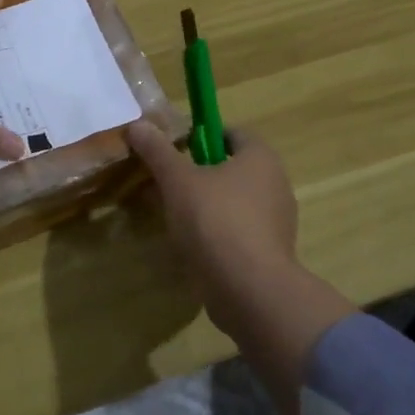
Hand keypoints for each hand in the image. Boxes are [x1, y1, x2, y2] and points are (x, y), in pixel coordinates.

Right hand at [126, 121, 298, 326]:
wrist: (249, 290)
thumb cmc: (215, 221)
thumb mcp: (177, 180)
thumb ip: (158, 150)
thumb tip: (137, 124)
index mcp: (261, 158)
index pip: (232, 133)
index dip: (201, 136)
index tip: (174, 151)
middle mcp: (276, 184)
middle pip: (232, 168)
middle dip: (200, 173)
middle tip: (167, 183)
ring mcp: (277, 222)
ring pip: (234, 202)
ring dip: (207, 205)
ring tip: (174, 217)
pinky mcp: (270, 253)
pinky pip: (239, 232)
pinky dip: (218, 234)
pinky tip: (193, 245)